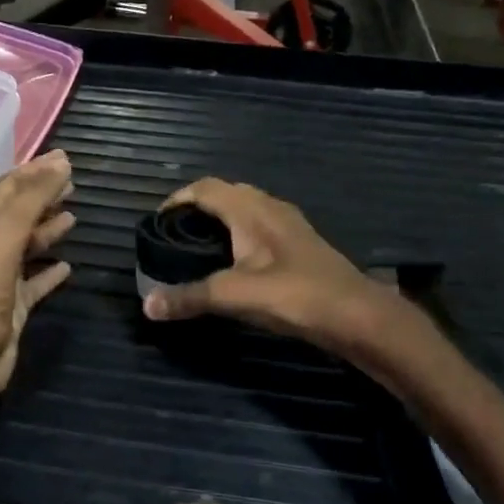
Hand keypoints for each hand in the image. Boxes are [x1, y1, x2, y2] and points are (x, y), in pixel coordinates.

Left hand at [0, 150, 74, 417]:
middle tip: (73, 184)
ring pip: (26, 247)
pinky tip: (68, 267)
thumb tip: (60, 163)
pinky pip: (34, 284)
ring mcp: (1, 280)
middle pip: (18, 214)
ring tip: (73, 216)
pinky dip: (50, 272)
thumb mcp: (4, 236)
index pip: (8, 189)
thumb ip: (30, 199)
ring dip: (47, 229)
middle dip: (42, 196)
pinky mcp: (13, 310)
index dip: (33, 172)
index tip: (63, 159)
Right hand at [139, 178, 389, 352]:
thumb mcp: (235, 296)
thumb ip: (190, 297)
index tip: (155, 223)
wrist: (357, 315)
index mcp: (251, 210)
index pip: (205, 188)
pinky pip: (260, 226)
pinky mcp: (300, 245)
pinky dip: (239, 235)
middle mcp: (270, 208)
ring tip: (198, 248)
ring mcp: (289, 225)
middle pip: (226, 193)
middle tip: (174, 235)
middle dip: (197, 207)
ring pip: (246, 209)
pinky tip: (235, 263)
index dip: (177, 199)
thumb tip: (146, 305)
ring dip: (220, 220)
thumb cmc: (295, 295)